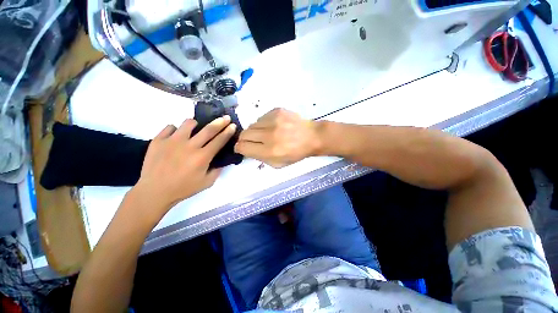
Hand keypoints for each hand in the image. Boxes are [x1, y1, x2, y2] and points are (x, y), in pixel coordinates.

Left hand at [132, 116, 235, 221]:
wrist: (154, 191)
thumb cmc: (183, 188)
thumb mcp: (207, 183)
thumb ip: (217, 170)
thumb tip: (220, 161)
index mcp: (202, 157)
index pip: (219, 140)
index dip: (228, 132)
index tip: (233, 125)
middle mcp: (189, 146)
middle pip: (209, 129)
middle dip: (220, 122)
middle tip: (226, 117)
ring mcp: (172, 141)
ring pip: (188, 123)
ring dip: (196, 124)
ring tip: (195, 129)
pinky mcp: (158, 140)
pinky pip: (170, 127)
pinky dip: (176, 130)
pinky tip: (176, 137)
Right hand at [234, 108, 320, 167]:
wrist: (312, 137)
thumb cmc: (296, 153)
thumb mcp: (278, 164)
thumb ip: (260, 158)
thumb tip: (247, 150)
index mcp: (270, 151)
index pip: (243, 147)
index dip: (239, 148)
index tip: (241, 148)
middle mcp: (270, 134)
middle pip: (244, 134)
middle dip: (244, 139)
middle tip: (252, 141)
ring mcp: (274, 120)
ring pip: (252, 125)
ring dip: (255, 131)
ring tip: (265, 134)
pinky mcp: (277, 111)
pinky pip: (261, 117)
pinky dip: (263, 124)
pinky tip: (273, 127)